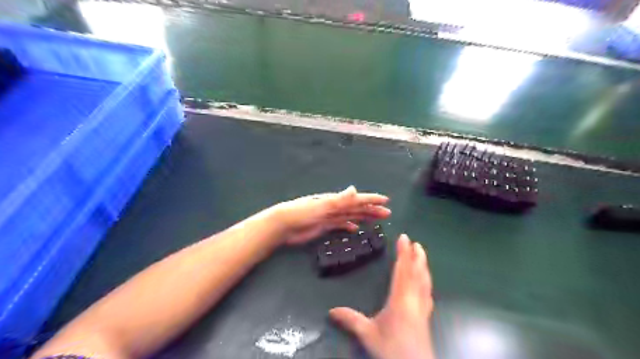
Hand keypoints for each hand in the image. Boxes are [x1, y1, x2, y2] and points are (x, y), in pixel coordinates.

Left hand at [269, 184, 389, 246]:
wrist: (283, 225)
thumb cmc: (301, 213)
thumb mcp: (321, 206)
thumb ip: (338, 199)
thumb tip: (354, 189)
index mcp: (335, 200)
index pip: (357, 199)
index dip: (371, 199)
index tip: (385, 200)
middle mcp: (335, 206)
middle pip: (357, 207)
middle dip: (372, 209)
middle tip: (387, 213)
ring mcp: (330, 216)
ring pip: (351, 215)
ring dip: (364, 216)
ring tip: (376, 219)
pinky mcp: (324, 226)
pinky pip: (341, 224)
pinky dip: (349, 225)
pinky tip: (355, 228)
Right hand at [330, 234, 434, 358]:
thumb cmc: (392, 349)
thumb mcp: (368, 335)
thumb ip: (351, 320)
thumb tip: (331, 311)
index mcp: (401, 299)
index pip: (403, 270)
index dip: (403, 252)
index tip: (404, 238)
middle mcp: (415, 300)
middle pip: (417, 273)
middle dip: (417, 256)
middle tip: (417, 243)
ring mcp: (423, 308)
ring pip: (425, 282)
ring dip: (424, 267)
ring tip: (422, 256)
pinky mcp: (426, 317)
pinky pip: (427, 293)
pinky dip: (426, 282)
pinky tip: (426, 284)